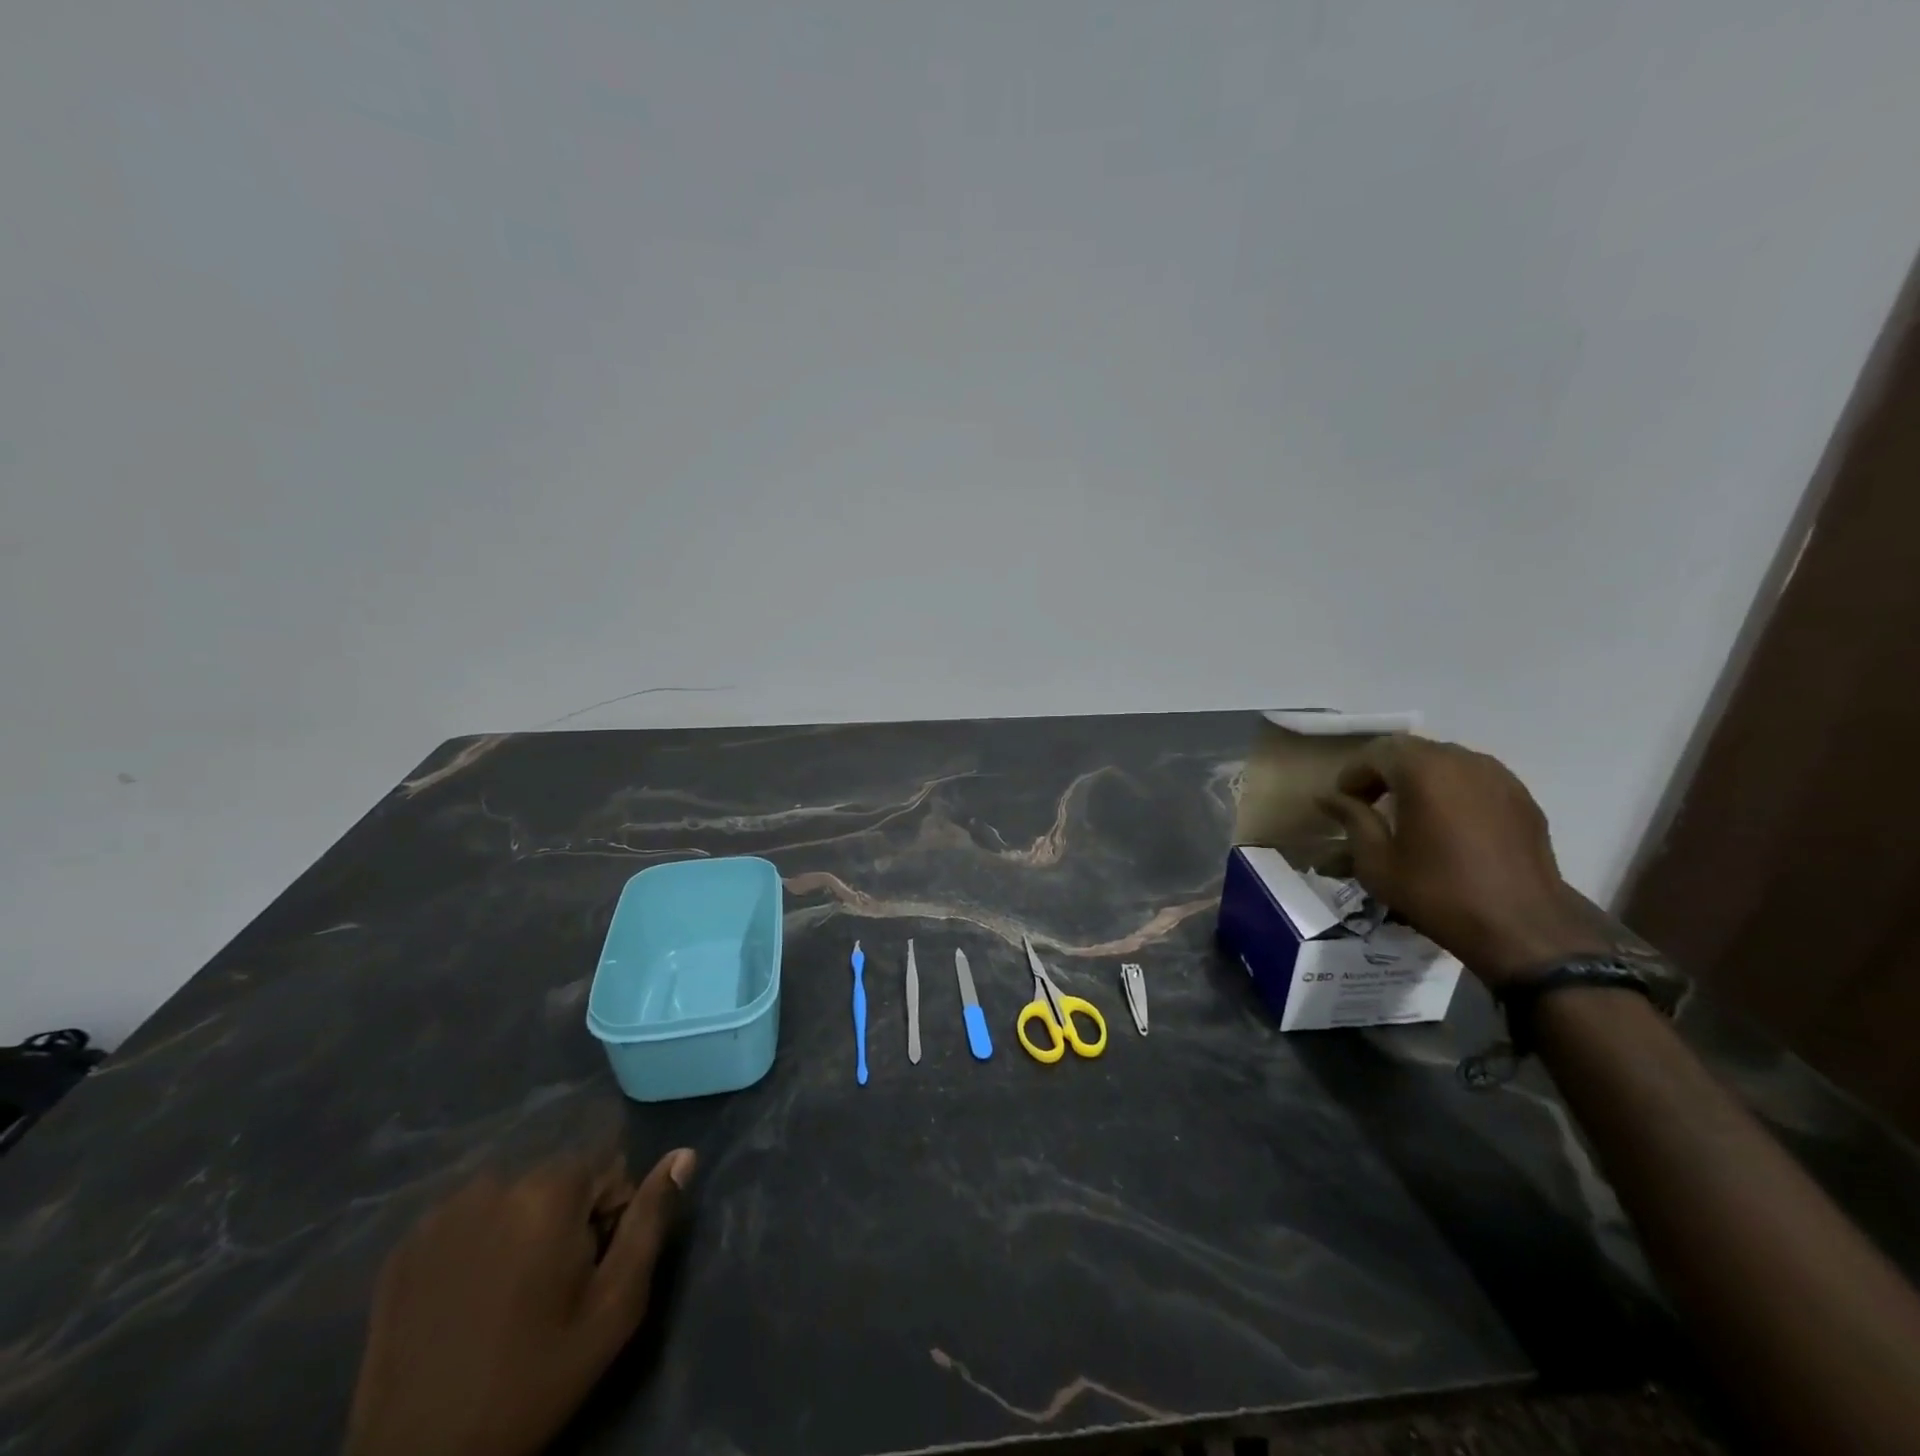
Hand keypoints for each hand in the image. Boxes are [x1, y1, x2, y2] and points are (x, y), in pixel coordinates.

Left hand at [344, 1147, 696, 1455]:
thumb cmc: (533, 1379)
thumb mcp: (614, 1307)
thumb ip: (650, 1221)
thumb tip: (683, 1155)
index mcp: (549, 1190)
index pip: (608, 1167)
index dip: (611, 1215)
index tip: (591, 1270)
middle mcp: (495, 1182)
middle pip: (559, 1178)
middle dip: (567, 1218)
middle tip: (552, 1289)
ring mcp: (442, 1212)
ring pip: (513, 1196)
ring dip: (523, 1227)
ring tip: (509, 1295)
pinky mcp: (405, 1245)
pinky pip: (467, 1219)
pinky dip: (478, 1243)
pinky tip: (468, 1296)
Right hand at [1316, 735, 1607, 986]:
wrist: (1522, 927)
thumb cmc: (1437, 891)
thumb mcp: (1376, 860)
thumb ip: (1351, 818)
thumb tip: (1327, 797)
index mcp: (1424, 771)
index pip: (1376, 752)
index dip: (1353, 774)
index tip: (1343, 802)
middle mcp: (1462, 761)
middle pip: (1411, 750)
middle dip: (1383, 772)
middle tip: (1368, 804)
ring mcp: (1498, 776)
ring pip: (1444, 761)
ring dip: (1418, 778)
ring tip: (1407, 812)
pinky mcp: (1521, 797)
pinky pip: (1473, 778)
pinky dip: (1450, 789)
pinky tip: (1446, 823)